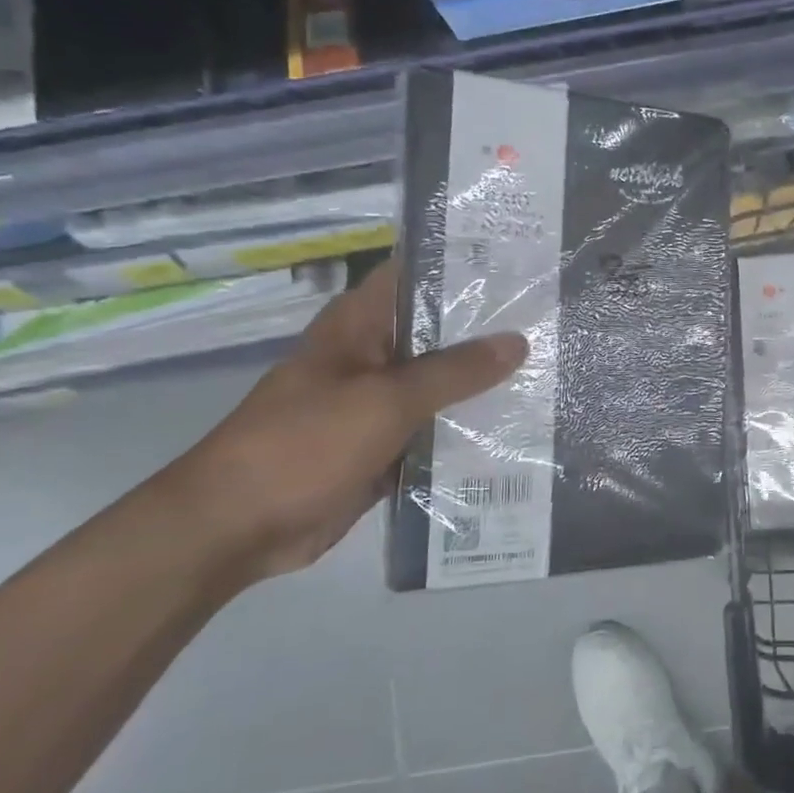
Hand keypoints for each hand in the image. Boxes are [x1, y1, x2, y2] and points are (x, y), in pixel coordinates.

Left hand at [152, 260, 525, 584]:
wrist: (238, 528)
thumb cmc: (304, 444)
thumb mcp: (386, 400)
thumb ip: (455, 371)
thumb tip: (519, 341)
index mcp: (361, 326)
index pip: (417, 275)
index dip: (464, 265)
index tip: (521, 264)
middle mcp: (374, 356)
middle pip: (439, 333)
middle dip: (491, 330)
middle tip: (555, 320)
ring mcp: (380, 404)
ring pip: (443, 385)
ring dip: (486, 384)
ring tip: (553, 369)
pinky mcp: (387, 446)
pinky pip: (437, 430)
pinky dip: (469, 429)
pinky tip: (521, 426)